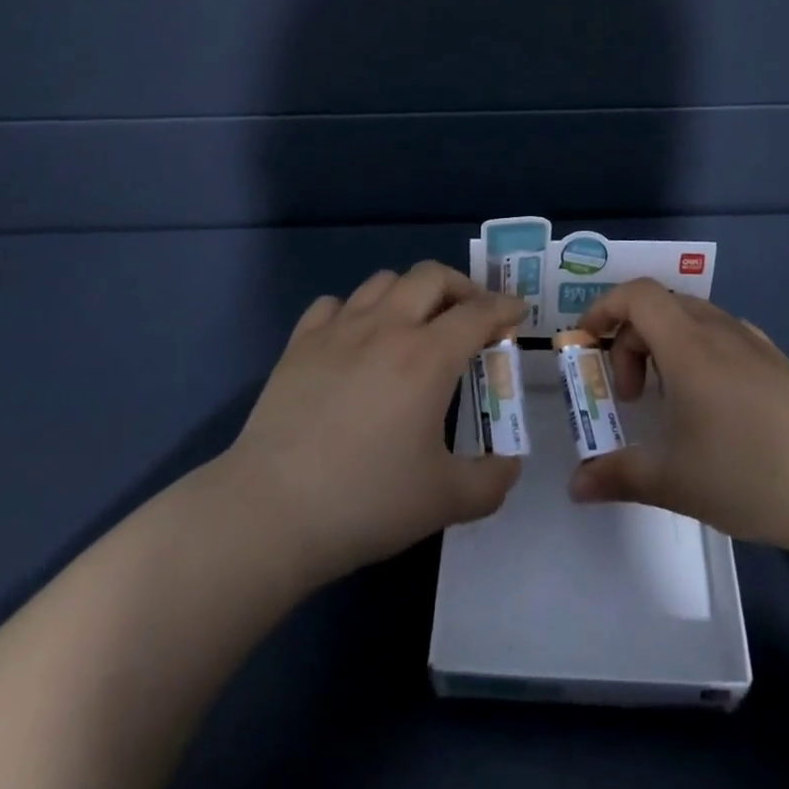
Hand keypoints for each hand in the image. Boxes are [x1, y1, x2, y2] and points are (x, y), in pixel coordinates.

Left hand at [218, 262, 526, 590]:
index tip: (517, 312)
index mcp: (427, 357)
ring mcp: (338, 331)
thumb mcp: (444, 501)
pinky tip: (356, 340)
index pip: (478, 313)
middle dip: (461, 287)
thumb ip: (491, 481)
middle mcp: (386, 328)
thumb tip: (510, 465)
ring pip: (383, 281)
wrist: (271, 512)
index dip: (504, 308)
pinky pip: (334, 304)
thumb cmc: (366, 501)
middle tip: (471, 315)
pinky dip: (355, 311)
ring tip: (416, 324)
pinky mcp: (299, 344)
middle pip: (431, 276)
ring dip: (410, 293)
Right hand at [567, 278, 788, 559]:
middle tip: (630, 396)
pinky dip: (699, 355)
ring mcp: (754, 344)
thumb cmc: (749, 472)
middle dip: (631, 341)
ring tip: (667, 401)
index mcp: (687, 343)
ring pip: (694, 321)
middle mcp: (719, 330)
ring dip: (666, 347)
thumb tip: (576, 486)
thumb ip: (618, 476)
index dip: (604, 309)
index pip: (636, 295)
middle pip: (660, 307)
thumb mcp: (674, 480)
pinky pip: (724, 338)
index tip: (587, 345)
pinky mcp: (778, 364)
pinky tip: (712, 405)